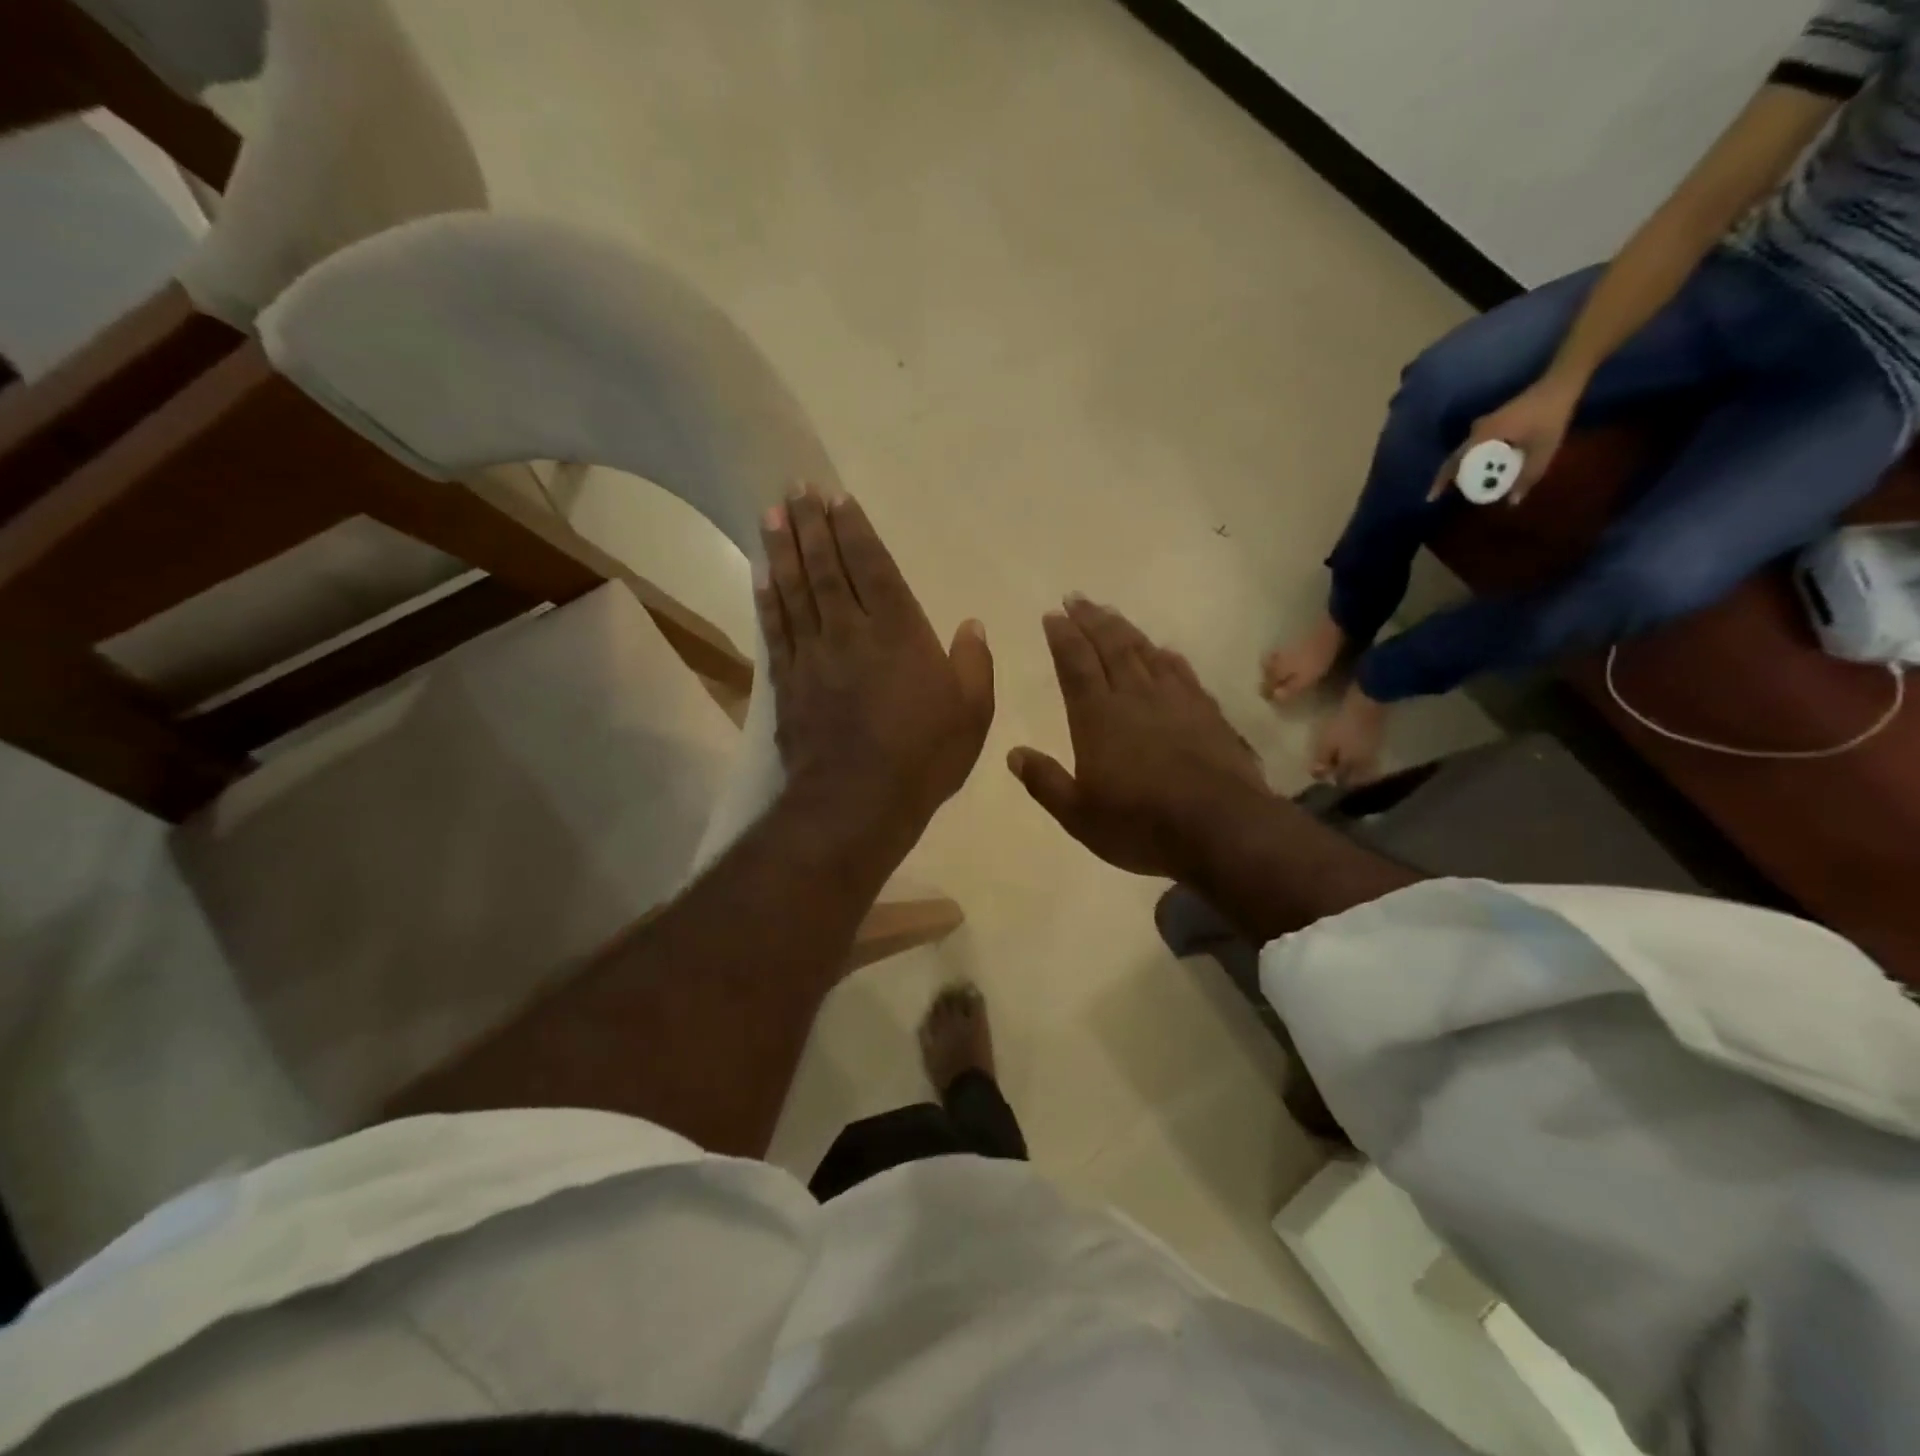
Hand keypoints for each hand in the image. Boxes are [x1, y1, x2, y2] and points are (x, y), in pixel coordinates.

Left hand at [758, 488, 994, 847]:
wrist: (859, 801)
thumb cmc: (924, 756)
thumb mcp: (973, 712)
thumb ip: (974, 663)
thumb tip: (972, 623)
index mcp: (899, 632)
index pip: (873, 567)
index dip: (855, 530)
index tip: (837, 499)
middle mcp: (851, 631)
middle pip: (827, 568)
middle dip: (812, 525)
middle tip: (795, 489)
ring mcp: (814, 655)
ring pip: (796, 590)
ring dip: (783, 550)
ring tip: (771, 515)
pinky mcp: (789, 682)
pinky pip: (776, 631)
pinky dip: (768, 600)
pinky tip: (761, 576)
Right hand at [1009, 597, 1269, 879]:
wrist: (1222, 828)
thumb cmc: (1140, 824)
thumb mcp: (1079, 815)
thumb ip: (1045, 782)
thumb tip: (1013, 753)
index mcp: (1098, 717)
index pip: (1075, 665)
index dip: (1063, 637)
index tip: (1053, 614)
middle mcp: (1135, 697)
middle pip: (1110, 647)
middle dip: (1091, 620)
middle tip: (1076, 598)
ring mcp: (1175, 701)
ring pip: (1145, 652)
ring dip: (1125, 629)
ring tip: (1111, 613)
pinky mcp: (1207, 712)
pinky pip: (1182, 672)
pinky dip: (1168, 656)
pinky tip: (1164, 650)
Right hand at [1428, 373, 1583, 505]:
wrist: (1561, 384)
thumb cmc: (1550, 416)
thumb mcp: (1543, 450)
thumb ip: (1527, 476)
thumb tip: (1512, 503)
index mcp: (1482, 437)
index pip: (1454, 463)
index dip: (1441, 482)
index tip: (1431, 498)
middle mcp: (1477, 431)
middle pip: (1455, 458)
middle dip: (1449, 477)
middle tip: (1446, 494)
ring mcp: (1483, 424)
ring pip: (1465, 451)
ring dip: (1462, 467)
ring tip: (1463, 483)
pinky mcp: (1492, 422)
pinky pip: (1474, 445)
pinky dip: (1473, 458)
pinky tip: (1481, 466)